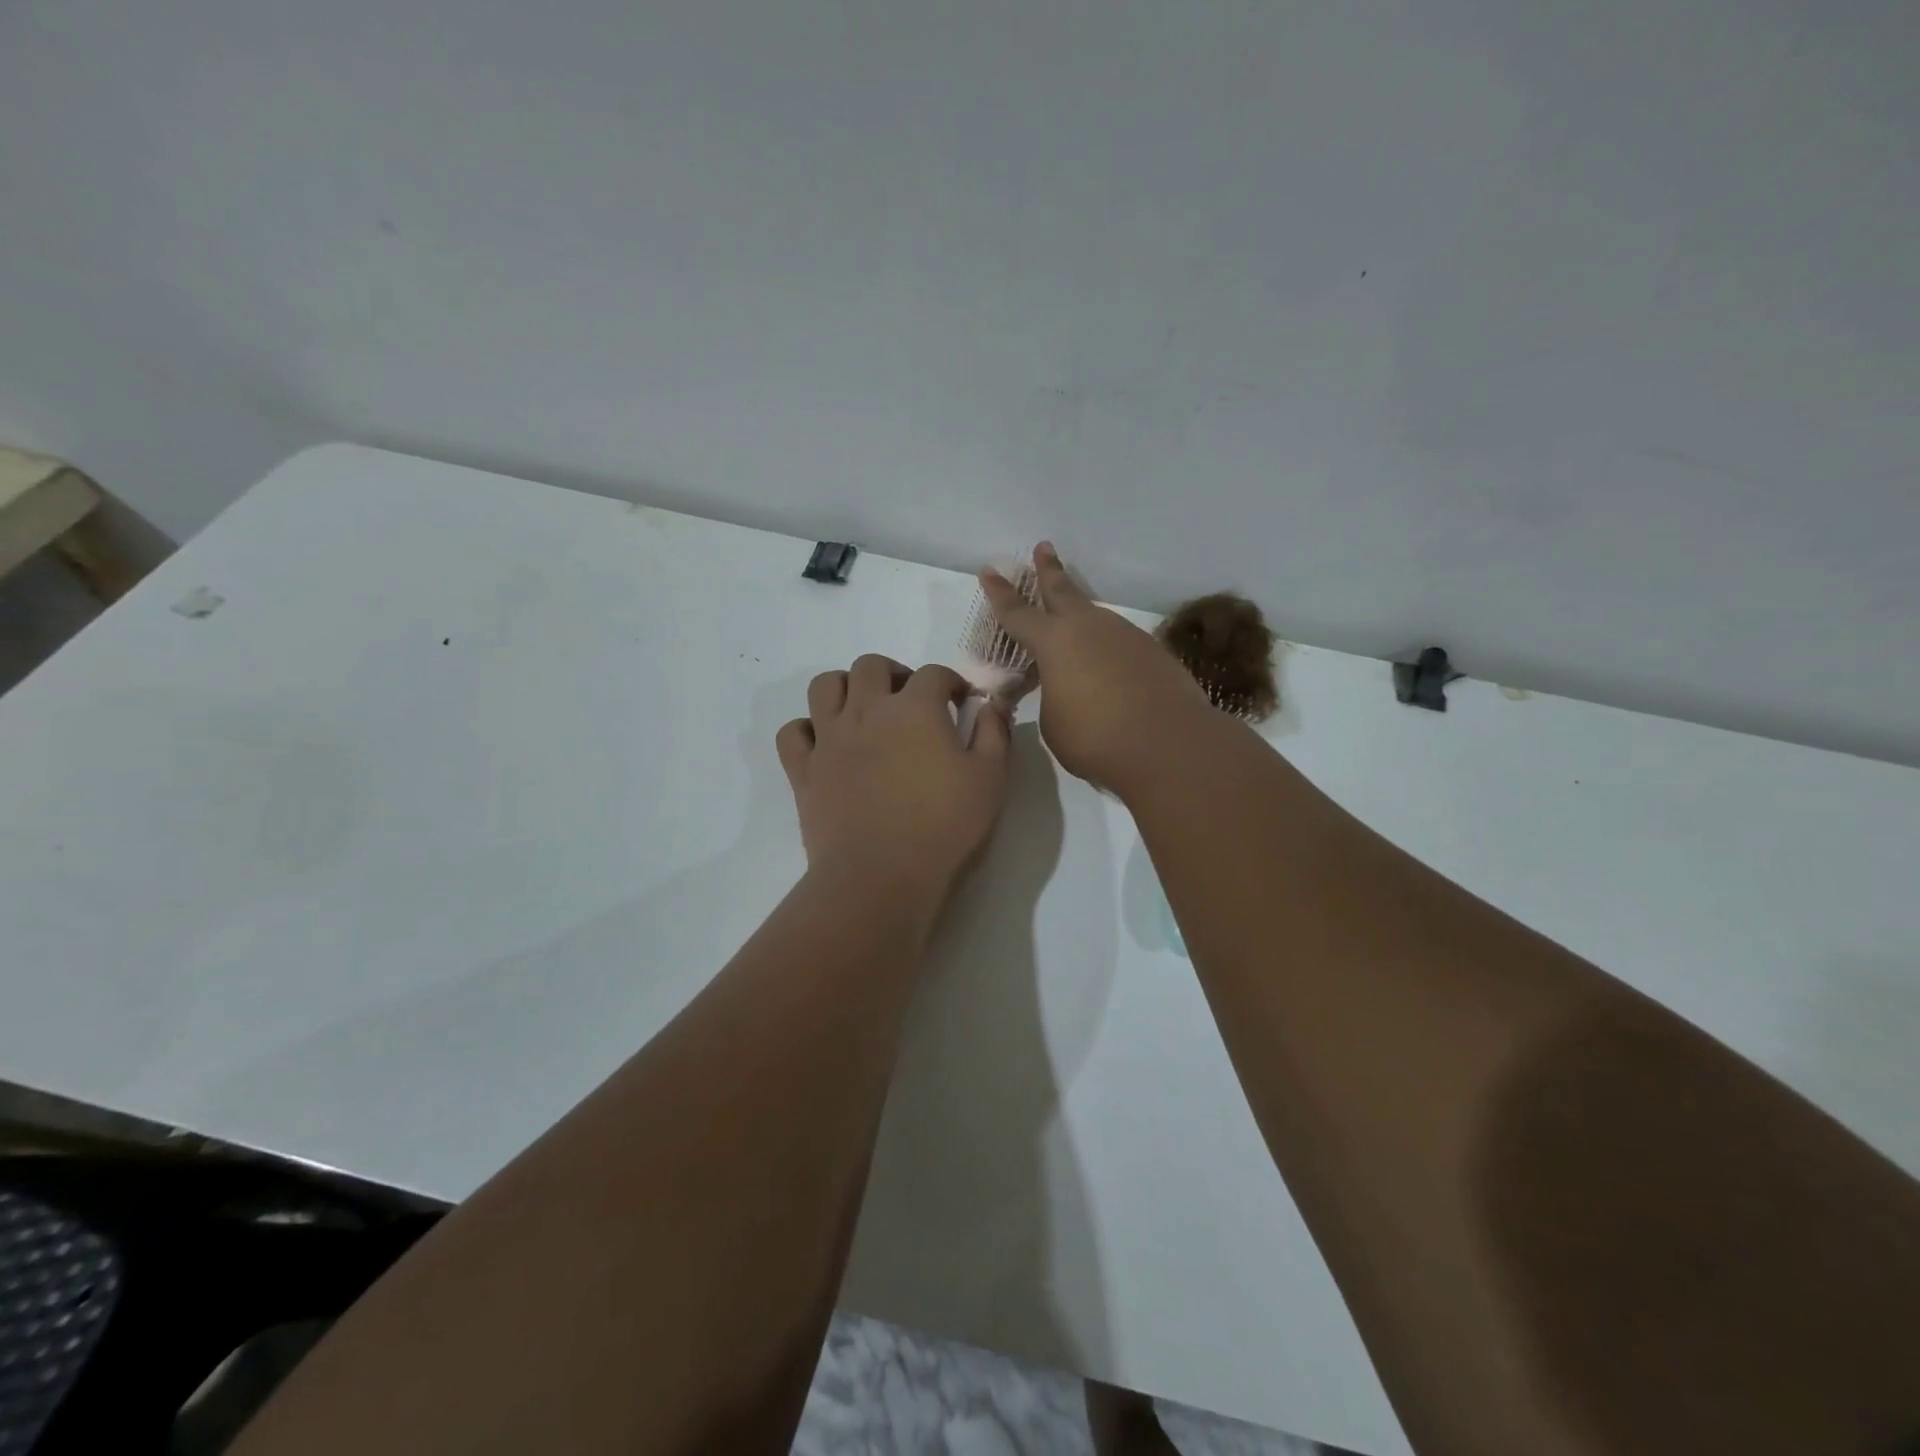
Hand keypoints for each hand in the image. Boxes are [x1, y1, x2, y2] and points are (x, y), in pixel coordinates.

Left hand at [776, 655, 1011, 895]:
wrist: (880, 874)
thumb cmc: (942, 826)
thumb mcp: (989, 779)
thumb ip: (995, 733)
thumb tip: (991, 705)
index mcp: (914, 709)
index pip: (933, 674)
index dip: (951, 682)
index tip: (960, 702)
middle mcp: (866, 711)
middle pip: (870, 665)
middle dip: (894, 673)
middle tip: (909, 700)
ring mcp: (829, 738)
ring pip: (825, 686)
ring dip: (846, 687)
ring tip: (864, 710)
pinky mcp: (803, 769)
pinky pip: (792, 732)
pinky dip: (807, 729)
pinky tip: (825, 743)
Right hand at [978, 543, 1214, 794]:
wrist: (1169, 744)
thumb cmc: (1095, 737)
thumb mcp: (1053, 723)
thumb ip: (1052, 698)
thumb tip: (1064, 690)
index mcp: (1054, 642)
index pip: (1017, 613)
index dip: (1000, 594)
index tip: (989, 570)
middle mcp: (1090, 628)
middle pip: (1063, 591)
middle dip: (1049, 570)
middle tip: (1043, 548)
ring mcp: (1126, 636)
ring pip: (1096, 618)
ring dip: (1081, 617)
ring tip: (1072, 624)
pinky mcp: (1154, 653)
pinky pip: (1120, 644)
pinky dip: (1107, 650)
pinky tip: (1108, 668)